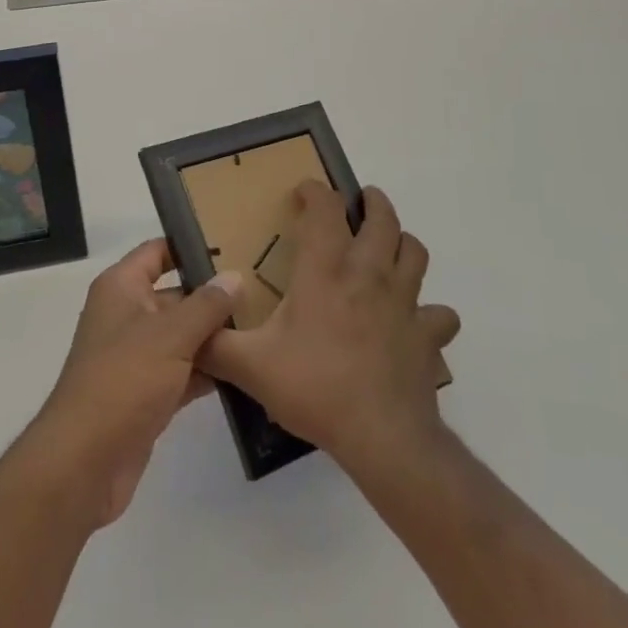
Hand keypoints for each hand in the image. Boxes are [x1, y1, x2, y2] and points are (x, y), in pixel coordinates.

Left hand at [24, 240, 240, 529]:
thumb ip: (206, 305)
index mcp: (122, 288)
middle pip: (175, 295)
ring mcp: (136, 357)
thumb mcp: (170, 335)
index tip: (233, 245)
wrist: (84, 464)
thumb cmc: (123, 381)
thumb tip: (235, 276)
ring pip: (181, 336)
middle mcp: (126, 315)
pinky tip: (244, 370)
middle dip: (212, 296)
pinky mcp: (146, 394)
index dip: (190, 245)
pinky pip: (182, 371)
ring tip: (262, 327)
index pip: (158, 252)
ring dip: (214, 336)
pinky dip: (207, 371)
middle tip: (262, 291)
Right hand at [200, 178, 459, 476]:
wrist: (382, 437)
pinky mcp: (427, 334)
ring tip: (389, 248)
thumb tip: (188, 331)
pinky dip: (431, 312)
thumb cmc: (315, 388)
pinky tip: (416, 321)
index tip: (305, 191)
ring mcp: (404, 302)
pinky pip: (440, 314)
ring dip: (403, 242)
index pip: (325, 209)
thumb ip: (215, 344)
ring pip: (415, 252)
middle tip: (361, 202)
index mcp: (325, 270)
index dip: (316, 190)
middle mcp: (368, 273)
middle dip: (373, 202)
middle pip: (382, 219)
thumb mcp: (251, 367)